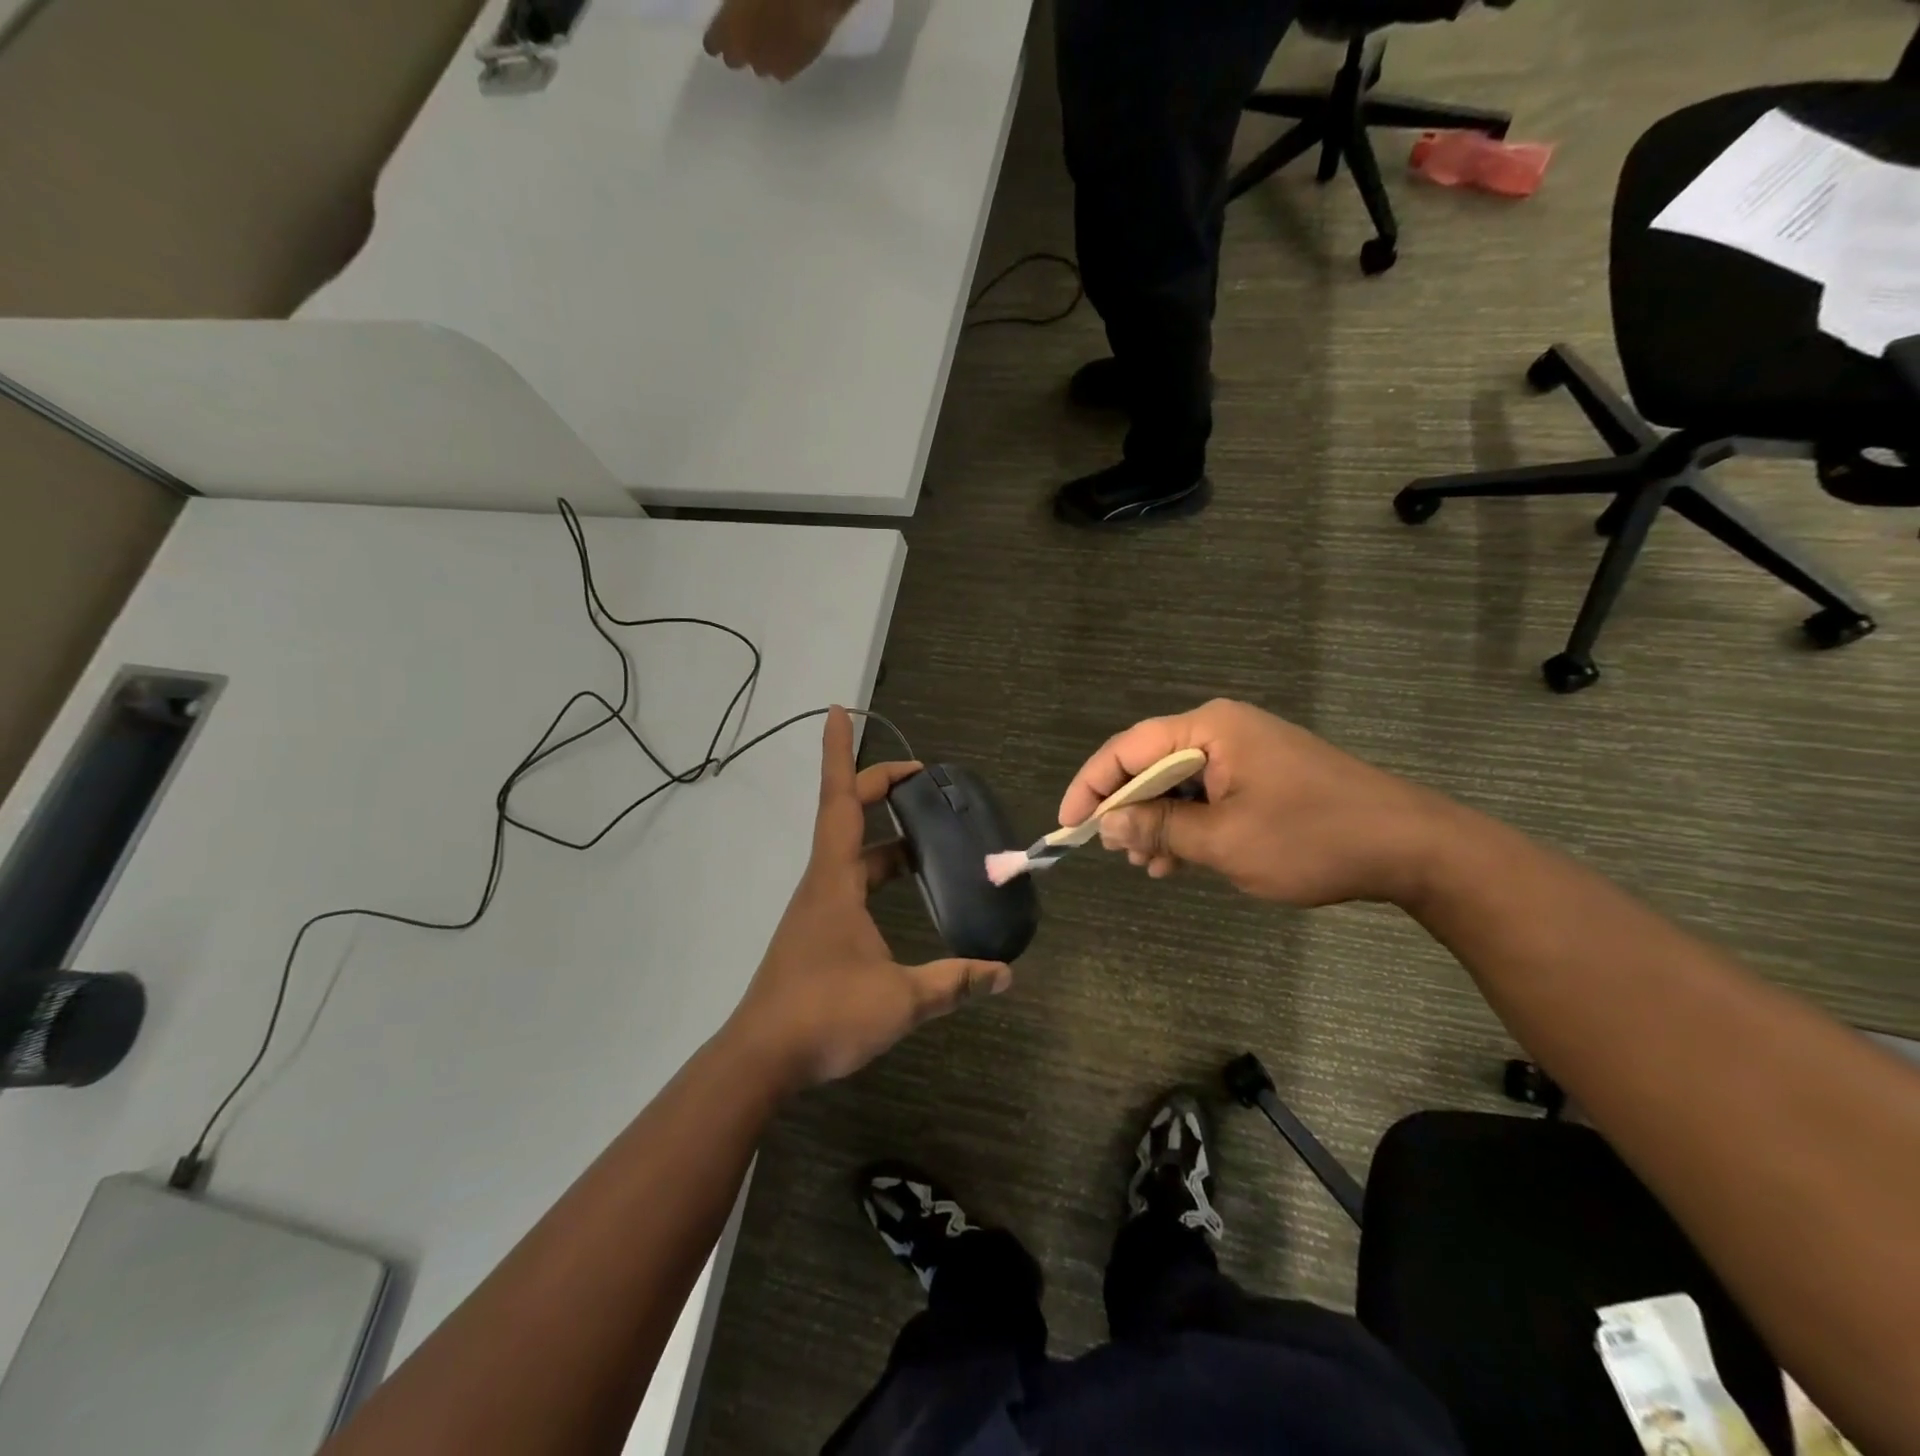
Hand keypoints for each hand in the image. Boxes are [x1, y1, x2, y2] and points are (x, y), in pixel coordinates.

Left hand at [703, 0, 849, 78]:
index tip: (723, 25)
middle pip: (734, 60)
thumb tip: (735, 9)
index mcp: (728, 30)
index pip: (712, 44)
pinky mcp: (793, 70)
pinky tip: (788, 40)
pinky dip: (781, 58)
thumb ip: (735, 5)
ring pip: (759, 66)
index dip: (717, 35)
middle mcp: (747, 55)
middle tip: (747, 28)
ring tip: (771, 34)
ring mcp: (771, 66)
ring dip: (761, 54)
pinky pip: (781, 69)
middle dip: (738, 47)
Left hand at [728, 707, 1010, 1090]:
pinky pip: (852, 884)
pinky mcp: (818, 933)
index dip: (840, 754)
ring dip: (887, 838)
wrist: (761, 1060)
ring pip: (854, 855)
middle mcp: (823, 883)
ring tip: (929, 837)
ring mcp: (818, 909)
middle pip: (847, 818)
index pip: (840, 801)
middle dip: (879, 789)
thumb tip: (1005, 975)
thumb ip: (954, 982)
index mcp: (835, 880)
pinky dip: (879, 872)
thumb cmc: (825, 1014)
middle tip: (921, 780)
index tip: (839, 710)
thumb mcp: (901, 998)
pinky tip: (906, 893)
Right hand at [1058, 699, 1453, 907]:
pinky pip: (1206, 795)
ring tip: (1145, 865)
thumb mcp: (1225, 840)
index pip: (1128, 748)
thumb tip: (1108, 824)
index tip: (1070, 825)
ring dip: (1156, 822)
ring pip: (1177, 784)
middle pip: (1150, 763)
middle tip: (1112, 852)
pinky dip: (1187, 825)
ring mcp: (1245, 752)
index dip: (1091, 786)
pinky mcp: (1261, 776)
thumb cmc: (1312, 838)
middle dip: (1126, 809)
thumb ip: (1160, 827)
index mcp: (1210, 728)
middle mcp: (1222, 730)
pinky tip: (1177, 861)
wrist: (1411, 848)